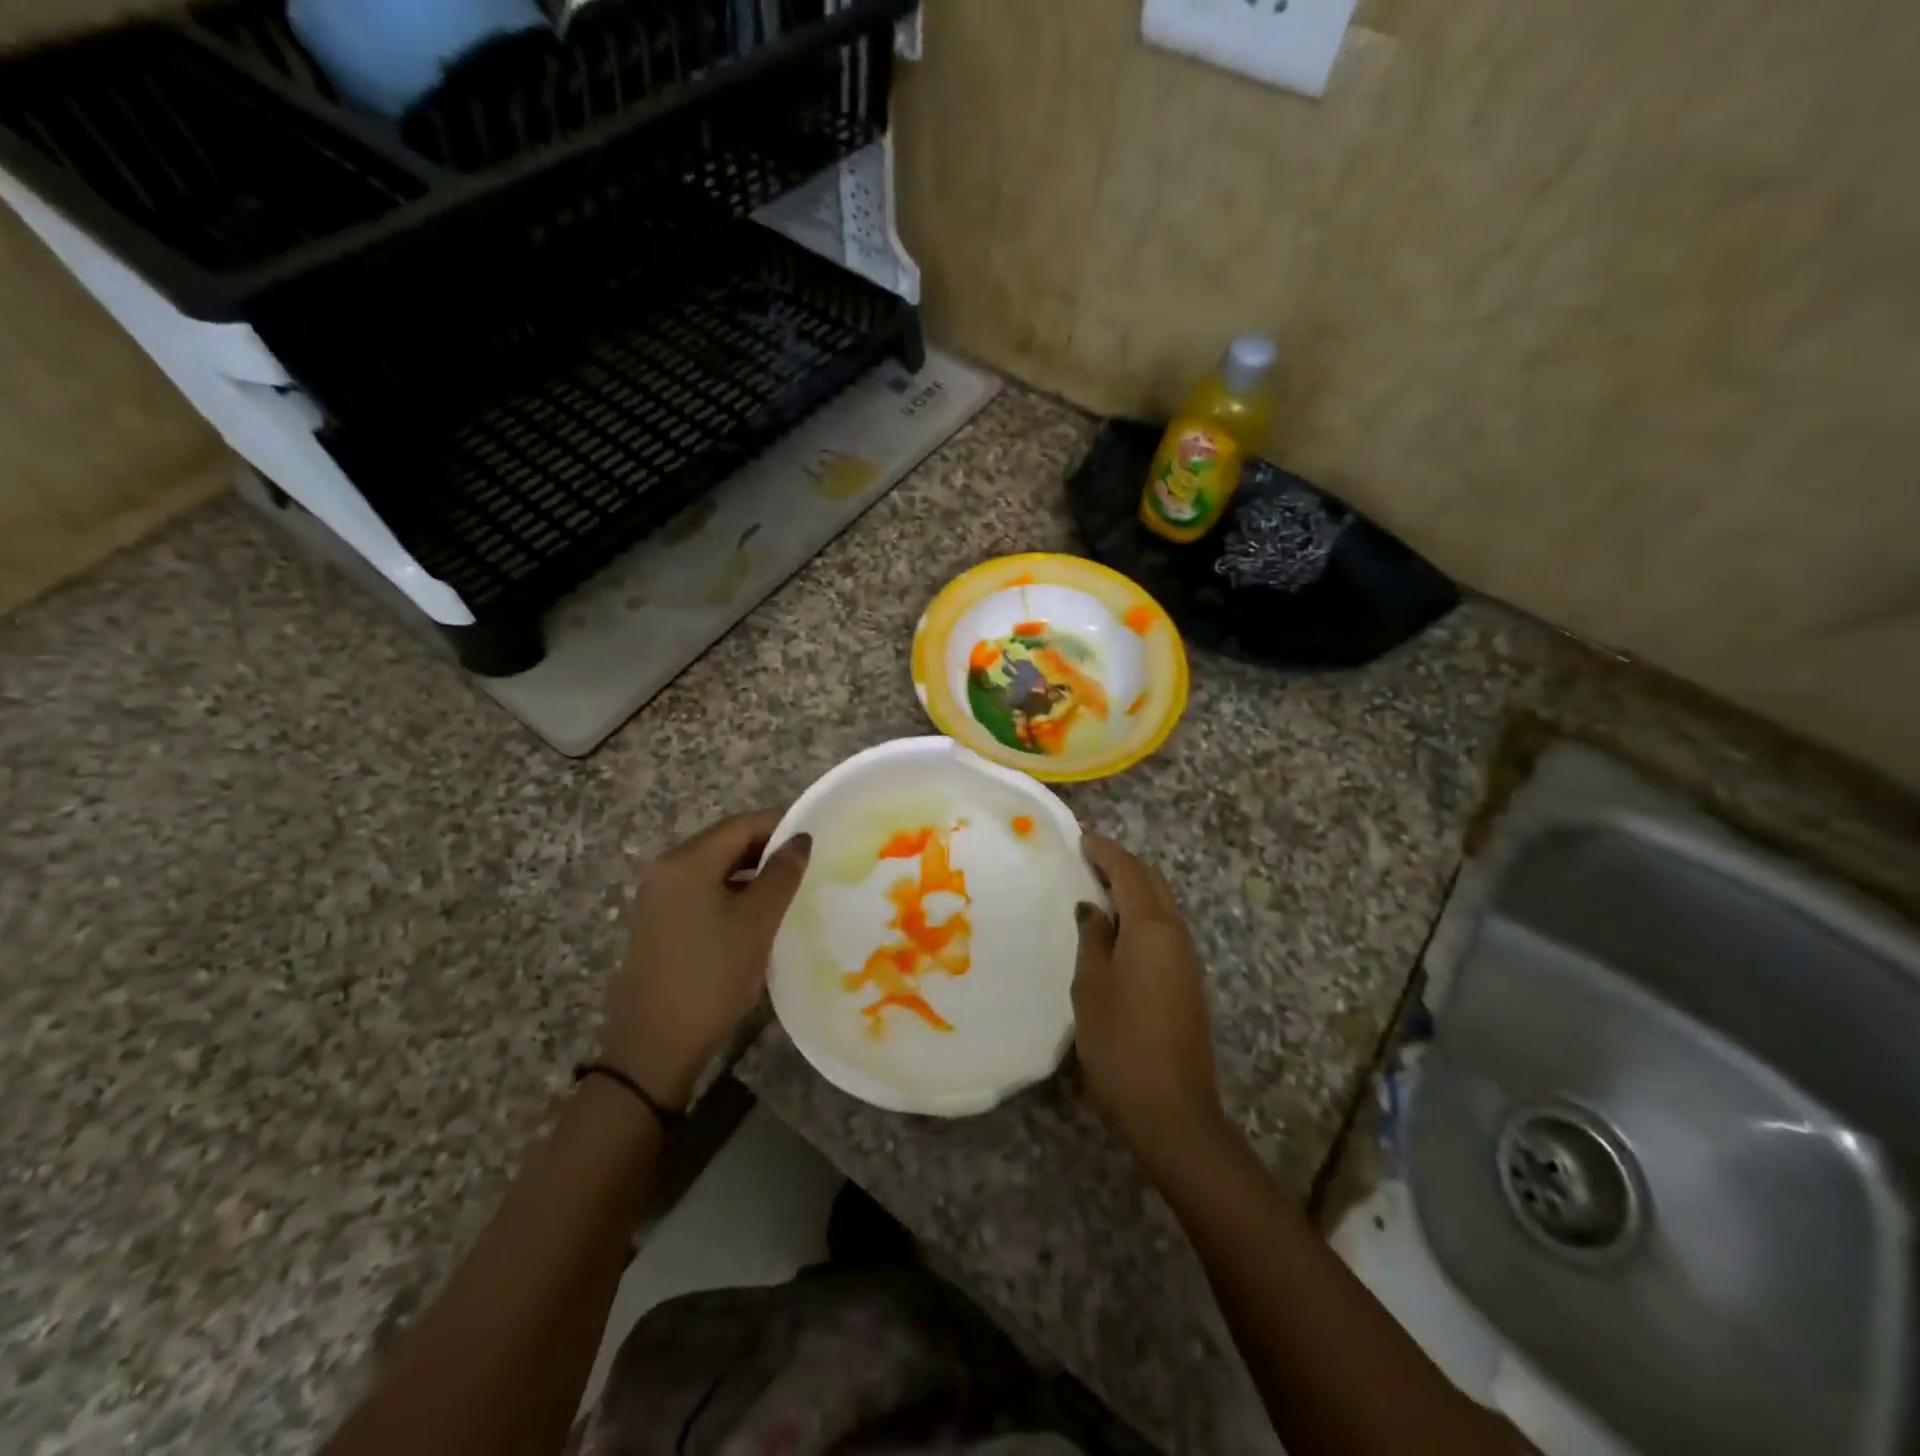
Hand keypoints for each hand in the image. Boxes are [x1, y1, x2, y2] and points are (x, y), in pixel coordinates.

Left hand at [601, 810, 810, 1109]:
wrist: (654, 1047)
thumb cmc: (712, 976)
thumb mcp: (757, 922)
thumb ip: (782, 874)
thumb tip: (800, 839)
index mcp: (687, 861)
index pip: (742, 824)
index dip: (781, 825)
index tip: (817, 837)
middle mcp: (666, 869)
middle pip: (725, 843)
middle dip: (767, 848)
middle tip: (808, 863)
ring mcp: (658, 897)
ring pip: (715, 869)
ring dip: (751, 872)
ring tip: (789, 888)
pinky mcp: (658, 923)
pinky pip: (701, 891)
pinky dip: (732, 892)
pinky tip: (757, 914)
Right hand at [1072, 834, 1227, 1172]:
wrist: (1171, 1109)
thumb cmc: (1120, 1041)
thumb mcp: (1091, 985)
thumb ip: (1093, 938)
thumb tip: (1094, 908)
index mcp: (1151, 927)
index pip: (1129, 872)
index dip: (1105, 851)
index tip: (1080, 837)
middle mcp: (1176, 934)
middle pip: (1151, 884)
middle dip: (1121, 864)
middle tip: (1086, 857)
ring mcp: (1186, 960)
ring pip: (1160, 906)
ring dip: (1132, 889)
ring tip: (1095, 886)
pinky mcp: (1186, 982)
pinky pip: (1162, 930)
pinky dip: (1139, 914)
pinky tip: (1115, 928)